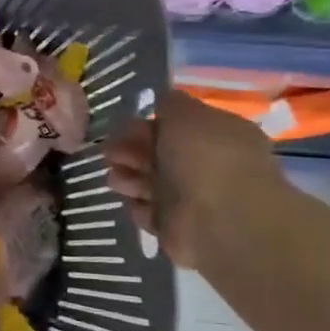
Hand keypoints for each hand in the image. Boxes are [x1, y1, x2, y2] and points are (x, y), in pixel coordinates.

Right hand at [103, 89, 282, 267]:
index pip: (177, 126)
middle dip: (130, 151)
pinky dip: (139, 207)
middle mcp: (207, 166)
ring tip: (118, 180)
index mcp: (218, 136)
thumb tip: (164, 103)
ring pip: (149, 183)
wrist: (219, 219)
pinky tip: (138, 202)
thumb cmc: (204, 158)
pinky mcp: (176, 227)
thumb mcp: (186, 114)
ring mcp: (192, 198)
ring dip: (129, 178)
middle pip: (158, 154)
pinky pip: (148, 212)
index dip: (147, 124)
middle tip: (110, 154)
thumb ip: (171, 104)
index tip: (123, 126)